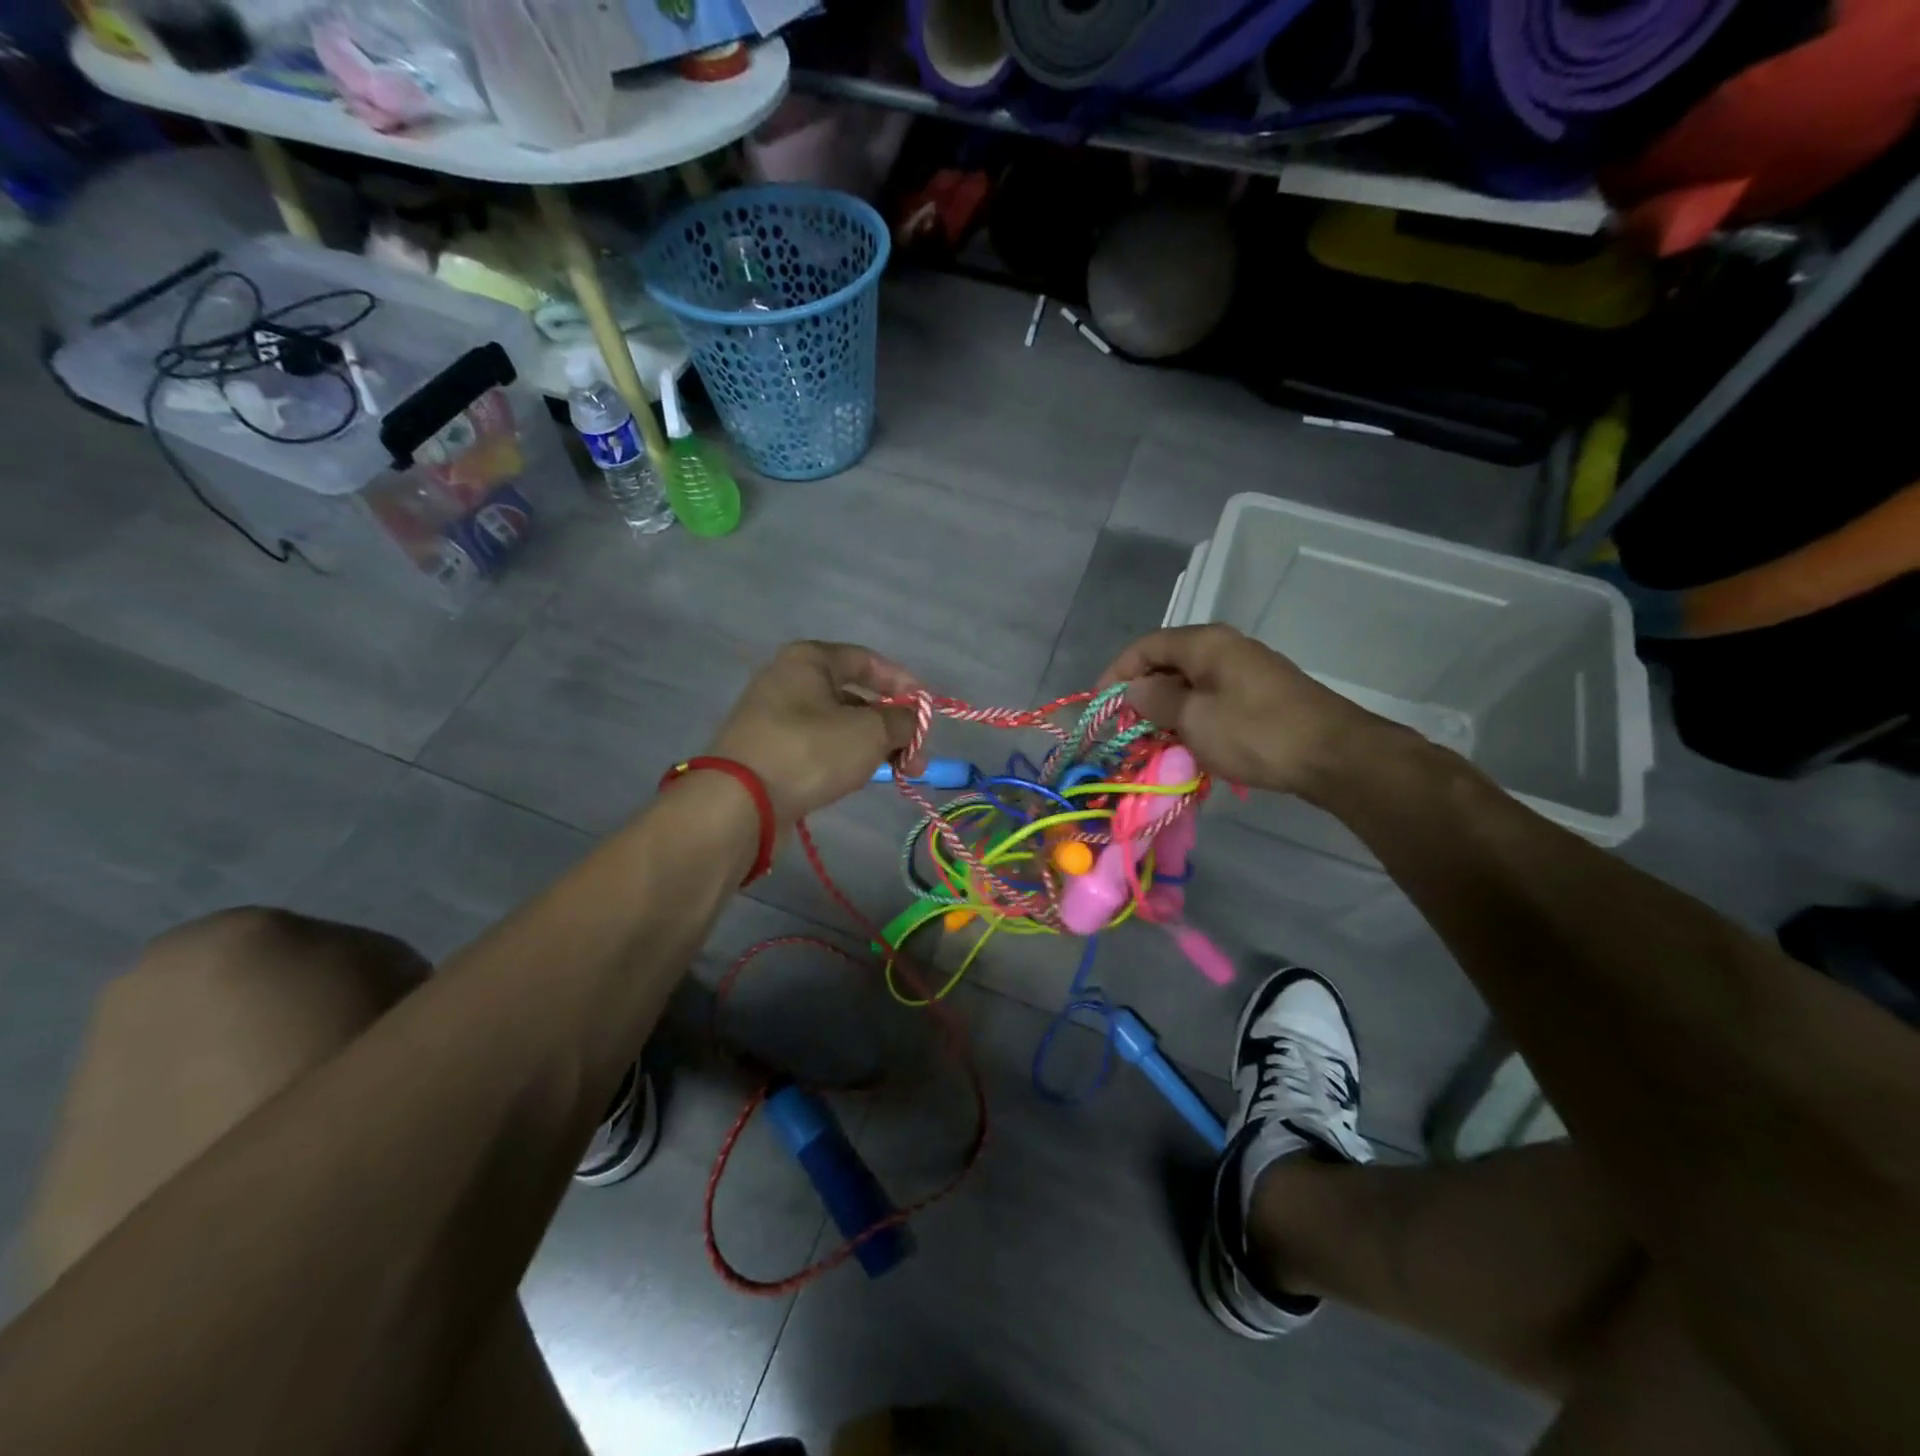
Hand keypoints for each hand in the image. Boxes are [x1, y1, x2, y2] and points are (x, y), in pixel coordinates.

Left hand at [706, 642, 920, 826]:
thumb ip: (901, 722)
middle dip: (891, 724)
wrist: (740, 803)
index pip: (867, 660)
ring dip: (872, 746)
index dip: (902, 683)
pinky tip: (860, 779)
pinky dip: (844, 759)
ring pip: (837, 726)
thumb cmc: (810, 751)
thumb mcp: (870, 732)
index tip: (926, 710)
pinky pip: (818, 748)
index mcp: (809, 660)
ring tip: (899, 772)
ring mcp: (774, 718)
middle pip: (853, 696)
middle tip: (917, 755)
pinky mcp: (769, 753)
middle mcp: (788, 681)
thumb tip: (910, 723)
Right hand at [1099, 625, 1391, 798]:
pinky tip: (1189, 743)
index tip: (1101, 707)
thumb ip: (1156, 700)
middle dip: (1141, 694)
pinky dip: (1192, 717)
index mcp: (1205, 642)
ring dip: (1167, 709)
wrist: (1335, 755)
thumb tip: (1135, 688)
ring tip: (1152, 741)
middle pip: (1167, 662)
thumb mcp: (1194, 719)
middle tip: (1125, 729)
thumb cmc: (1255, 733)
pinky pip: (1212, 698)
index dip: (1116, 674)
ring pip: (1190, 683)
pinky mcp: (1261, 695)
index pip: (1145, 646)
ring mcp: (1246, 670)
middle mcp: (1225, 647)